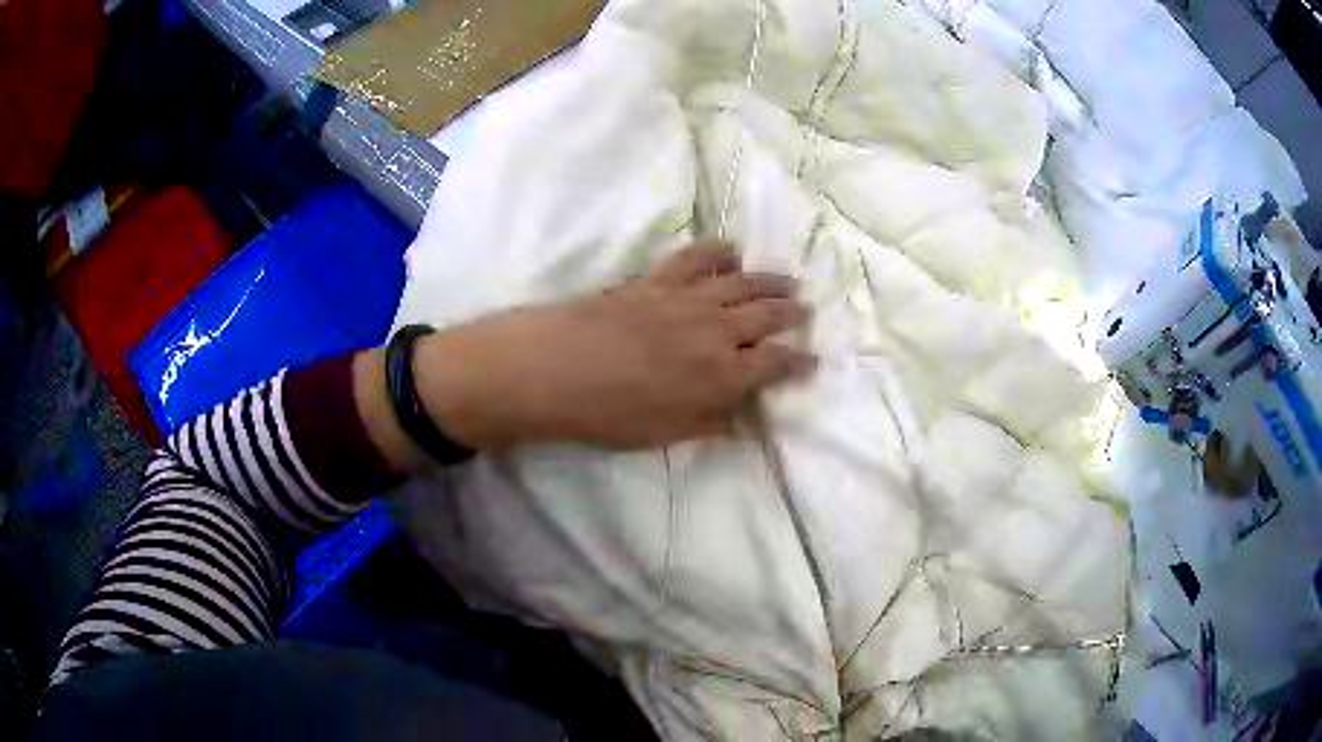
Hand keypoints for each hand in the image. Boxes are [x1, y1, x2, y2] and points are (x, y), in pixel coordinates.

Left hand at [391, 242, 814, 456]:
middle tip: (805, 311)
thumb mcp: (669, 433)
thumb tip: (744, 422)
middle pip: (766, 315)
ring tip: (787, 279)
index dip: (798, 363)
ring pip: (742, 283)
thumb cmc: (612, 413)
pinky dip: (718, 252)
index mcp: (723, 374)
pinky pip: (697, 258)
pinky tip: (730, 251)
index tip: (812, 362)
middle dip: (791, 314)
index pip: (775, 364)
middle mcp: (716, 331)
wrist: (556, 369)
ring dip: (769, 280)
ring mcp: (687, 299)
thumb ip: (712, 423)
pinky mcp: (658, 279)